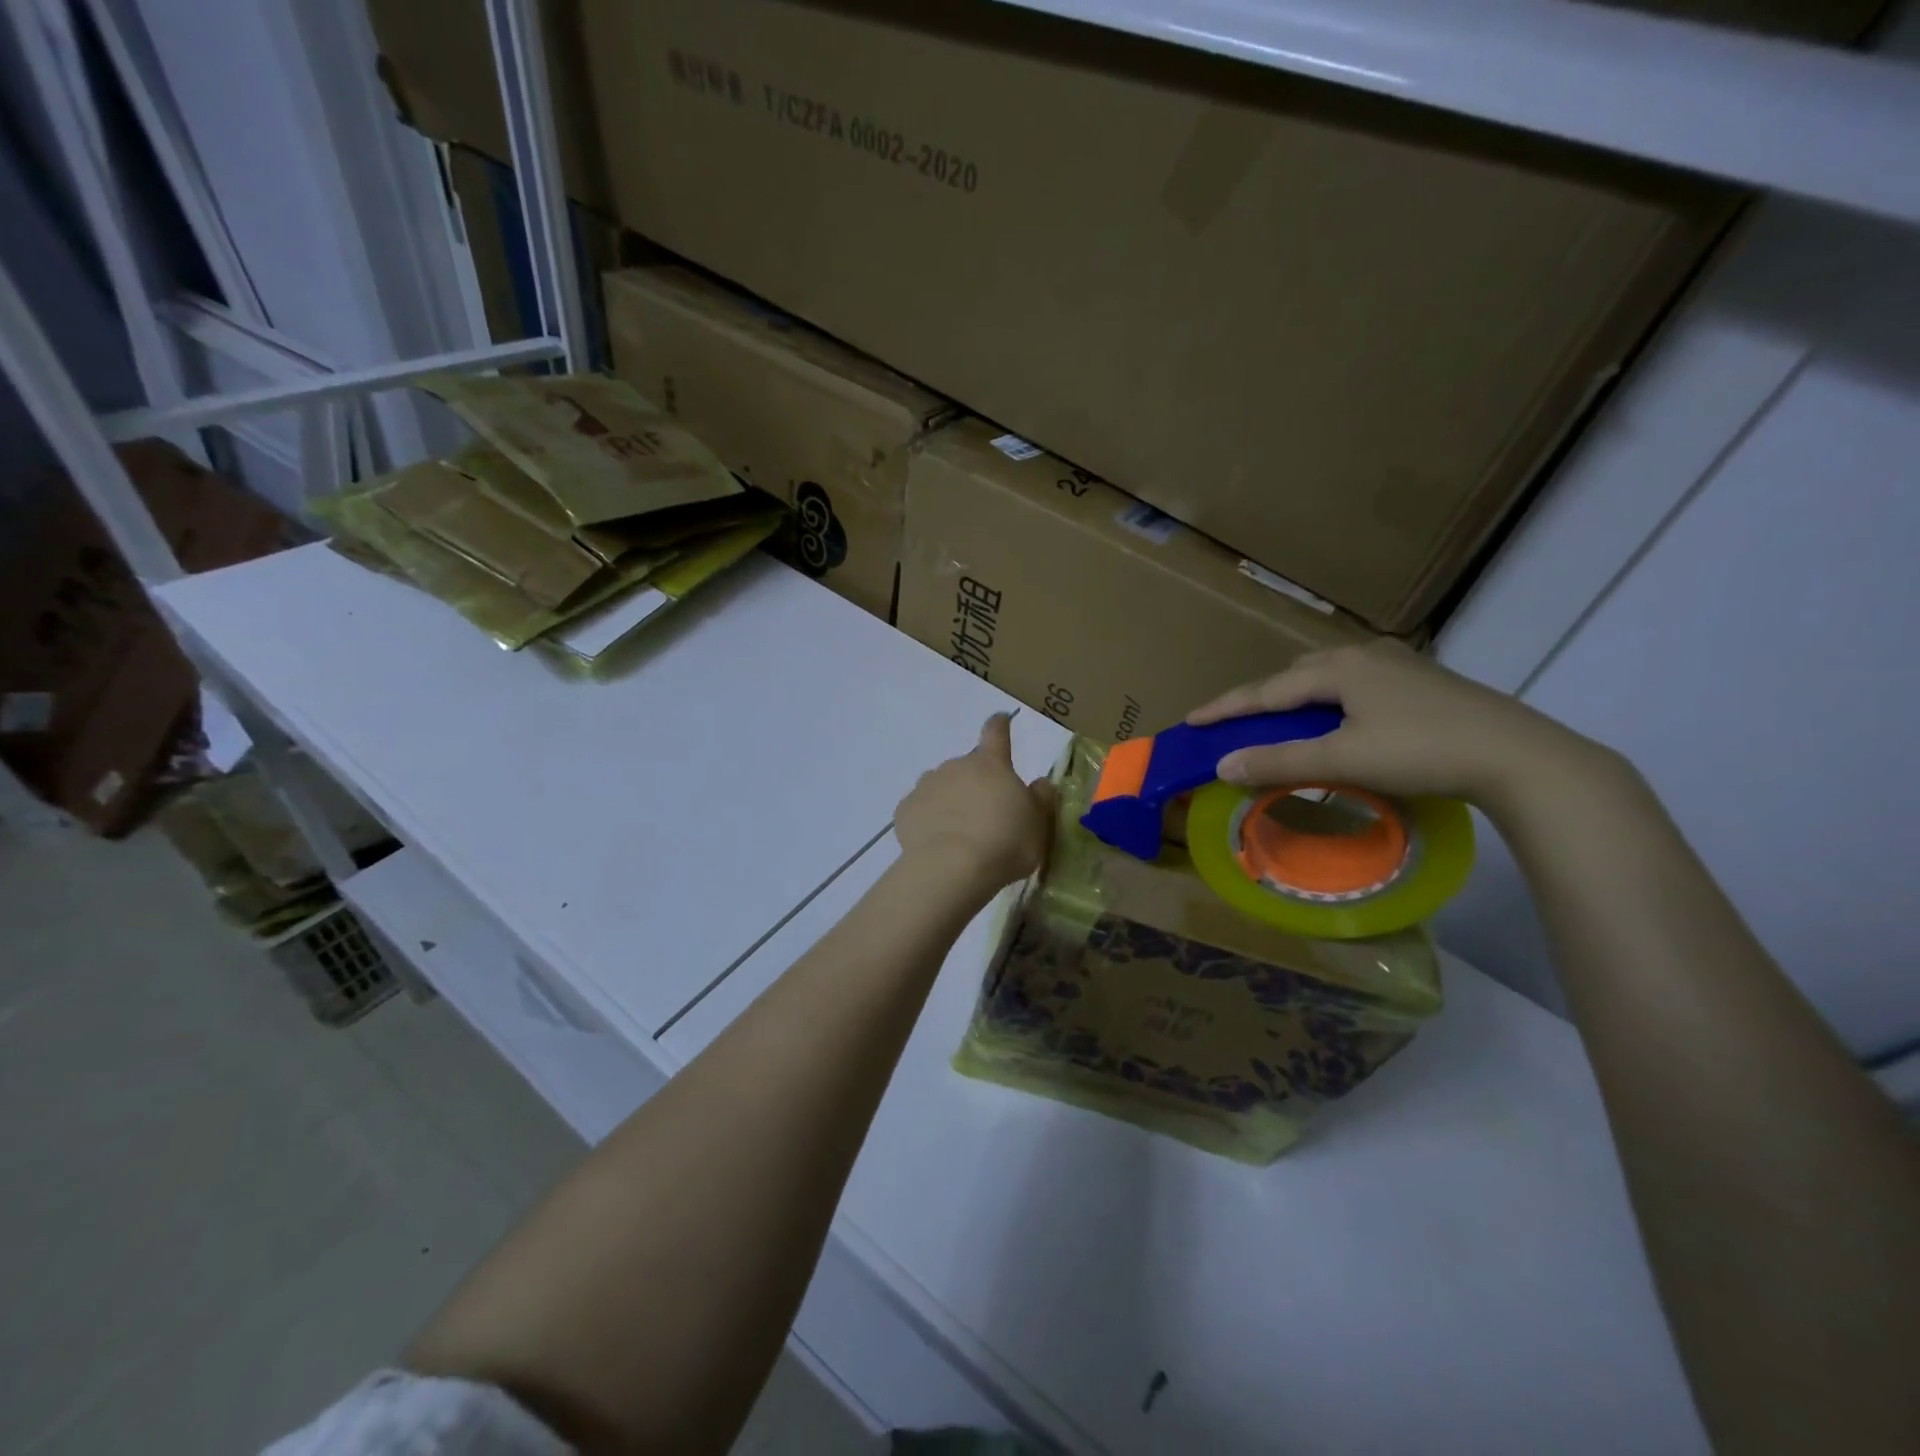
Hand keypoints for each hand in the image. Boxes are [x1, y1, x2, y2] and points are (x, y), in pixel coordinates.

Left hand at [895, 714, 1057, 894]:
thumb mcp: (1039, 823)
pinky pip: (921, 810)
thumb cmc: (1006, 842)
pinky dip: (929, 820)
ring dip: (951, 801)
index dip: (1000, 725)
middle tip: (987, 816)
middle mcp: (956, 766)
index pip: (996, 733)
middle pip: (968, 767)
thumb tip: (1040, 782)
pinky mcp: (905, 809)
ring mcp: (927, 785)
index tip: (1000, 720)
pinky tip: (937, 843)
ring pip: (942, 787)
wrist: (951, 868)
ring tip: (960, 834)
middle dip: (977, 784)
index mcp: (991, 764)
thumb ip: (1041, 798)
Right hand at [1187, 641, 1614, 814]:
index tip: (1191, 720)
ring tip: (1279, 722)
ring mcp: (1397, 665)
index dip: (1226, 707)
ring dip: (1295, 699)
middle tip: (1234, 723)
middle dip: (1260, 698)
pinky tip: (1336, 719)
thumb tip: (1221, 765)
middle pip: (1294, 675)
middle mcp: (1364, 655)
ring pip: (1326, 677)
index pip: (1266, 689)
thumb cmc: (1422, 751)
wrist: (1519, 756)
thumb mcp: (1343, 760)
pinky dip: (1327, 702)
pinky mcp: (1421, 681)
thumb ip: (1278, 761)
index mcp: (1340, 667)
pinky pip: (1353, 685)